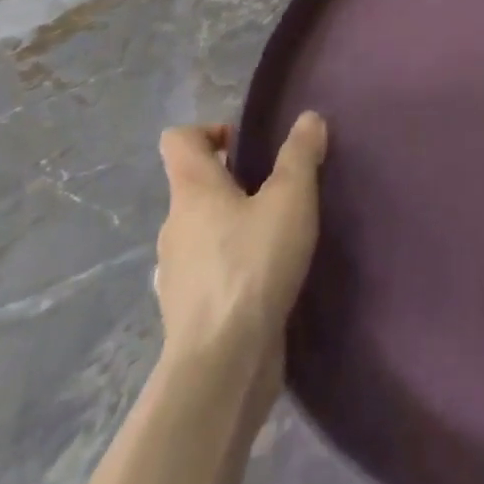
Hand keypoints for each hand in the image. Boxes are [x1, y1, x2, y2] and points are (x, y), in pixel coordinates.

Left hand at [154, 115, 326, 396]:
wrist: (222, 364)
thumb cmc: (253, 265)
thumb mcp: (291, 199)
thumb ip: (300, 155)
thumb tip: (308, 119)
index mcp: (192, 191)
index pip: (179, 140)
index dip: (209, 130)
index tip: (247, 145)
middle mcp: (174, 226)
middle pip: (195, 186)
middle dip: (234, 181)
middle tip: (279, 190)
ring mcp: (176, 272)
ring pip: (203, 230)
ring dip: (234, 225)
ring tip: (279, 234)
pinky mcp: (188, 311)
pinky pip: (209, 270)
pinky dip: (233, 264)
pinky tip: (268, 276)